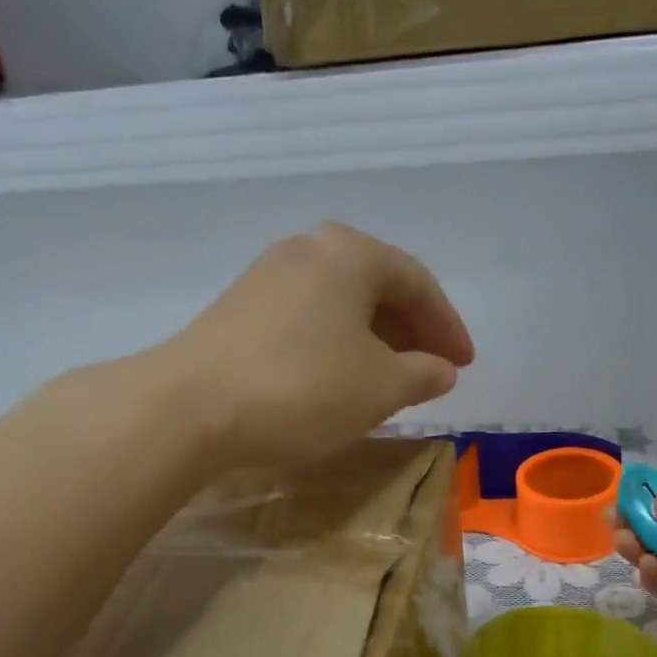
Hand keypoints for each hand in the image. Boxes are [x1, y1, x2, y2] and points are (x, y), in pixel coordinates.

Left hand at [165, 223, 473, 465]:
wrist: (192, 406)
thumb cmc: (304, 387)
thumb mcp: (380, 387)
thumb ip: (422, 374)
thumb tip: (442, 370)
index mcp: (351, 253)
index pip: (418, 283)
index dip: (447, 327)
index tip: (464, 365)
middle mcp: (309, 249)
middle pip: (377, 287)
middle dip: (411, 331)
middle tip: (432, 370)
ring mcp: (267, 277)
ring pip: (340, 305)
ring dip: (374, 341)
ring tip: (390, 380)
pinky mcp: (239, 310)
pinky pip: (309, 320)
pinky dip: (337, 346)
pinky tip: (339, 379)